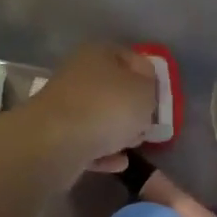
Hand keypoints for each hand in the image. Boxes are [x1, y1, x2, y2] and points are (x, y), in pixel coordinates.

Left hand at [22, 43, 157, 171]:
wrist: (56, 143)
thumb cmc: (107, 107)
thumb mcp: (145, 92)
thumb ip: (151, 89)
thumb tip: (143, 93)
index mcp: (99, 53)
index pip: (132, 58)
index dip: (150, 77)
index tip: (160, 99)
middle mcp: (78, 74)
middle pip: (113, 88)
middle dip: (132, 107)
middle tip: (148, 123)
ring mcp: (64, 106)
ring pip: (99, 116)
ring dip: (117, 131)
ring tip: (134, 144)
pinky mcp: (56, 136)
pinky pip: (87, 142)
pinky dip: (102, 152)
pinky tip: (118, 163)